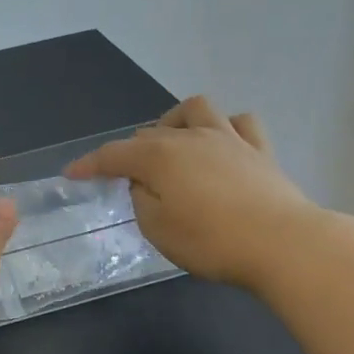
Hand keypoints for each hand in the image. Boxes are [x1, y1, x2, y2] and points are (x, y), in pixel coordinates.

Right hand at [66, 96, 320, 288]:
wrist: (283, 244)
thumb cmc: (211, 241)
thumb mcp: (157, 228)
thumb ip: (141, 200)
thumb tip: (144, 183)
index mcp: (158, 157)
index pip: (112, 155)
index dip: (89, 164)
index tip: (71, 174)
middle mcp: (190, 137)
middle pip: (149, 132)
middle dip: (130, 151)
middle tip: (127, 179)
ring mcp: (228, 139)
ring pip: (196, 109)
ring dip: (175, 121)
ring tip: (171, 144)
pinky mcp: (260, 151)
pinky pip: (240, 123)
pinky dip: (223, 128)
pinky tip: (219, 145)